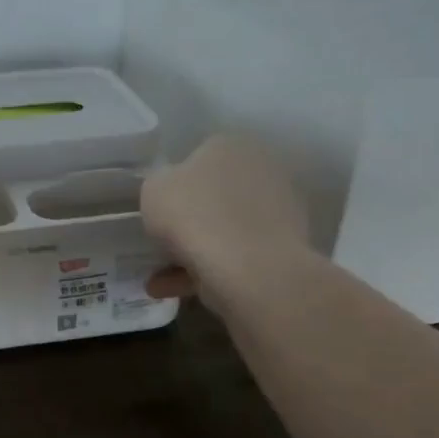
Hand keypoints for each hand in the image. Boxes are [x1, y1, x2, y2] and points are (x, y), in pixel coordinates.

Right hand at [140, 134, 312, 305]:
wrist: (249, 268)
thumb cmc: (194, 214)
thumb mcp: (153, 189)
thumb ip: (160, 185)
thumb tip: (171, 192)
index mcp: (232, 146)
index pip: (198, 158)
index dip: (175, 185)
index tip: (160, 209)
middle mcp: (262, 170)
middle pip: (214, 196)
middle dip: (189, 221)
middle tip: (162, 243)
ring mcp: (279, 211)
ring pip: (224, 231)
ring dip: (193, 253)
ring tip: (160, 280)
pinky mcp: (284, 248)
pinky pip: (236, 257)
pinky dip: (207, 273)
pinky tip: (175, 291)